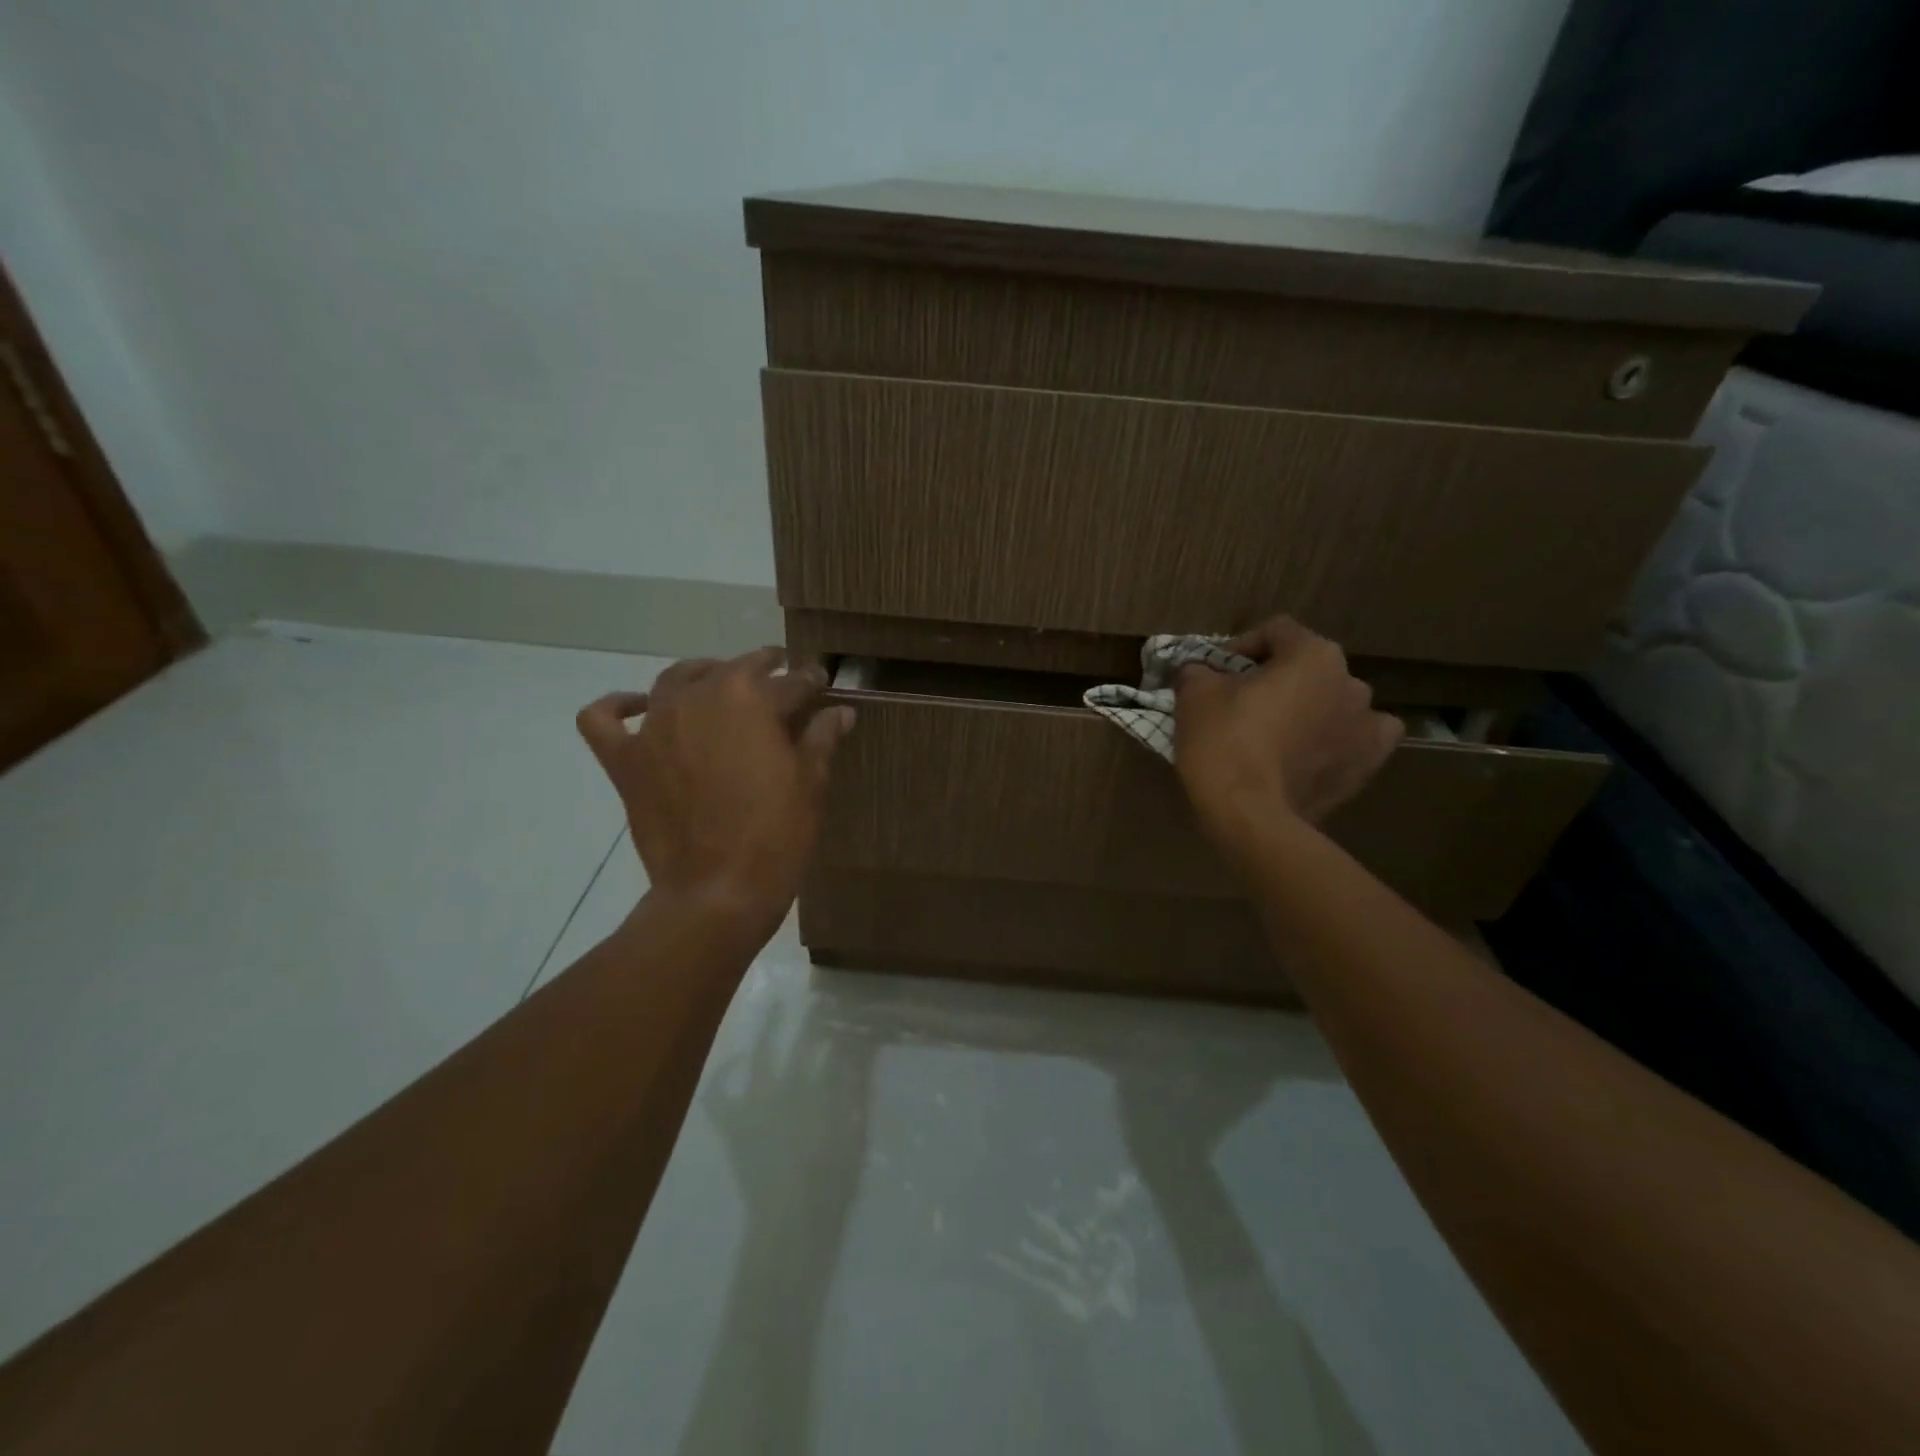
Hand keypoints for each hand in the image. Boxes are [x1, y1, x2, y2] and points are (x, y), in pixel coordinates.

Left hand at [575, 648, 854, 936]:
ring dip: (701, 675)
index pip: (790, 681)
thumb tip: (841, 711)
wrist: (717, 892)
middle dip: (761, 669)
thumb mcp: (811, 783)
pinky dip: (618, 705)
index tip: (822, 683)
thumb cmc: (776, 835)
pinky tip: (639, 706)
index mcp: (750, 699)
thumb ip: (822, 737)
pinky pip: (604, 718)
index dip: (811, 682)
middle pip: (733, 671)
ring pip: (674, 679)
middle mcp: (699, 699)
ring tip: (719, 684)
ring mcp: (654, 727)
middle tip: (780, 679)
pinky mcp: (625, 760)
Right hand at [1173, 618, 1401, 856]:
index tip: (1217, 673)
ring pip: (1333, 702)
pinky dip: (1338, 739)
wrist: (1250, 814)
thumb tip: (1200, 672)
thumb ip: (1199, 671)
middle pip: (1307, 668)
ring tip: (1275, 733)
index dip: (1241, 647)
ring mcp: (1368, 724)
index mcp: (1314, 654)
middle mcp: (1352, 681)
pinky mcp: (1369, 764)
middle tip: (1242, 703)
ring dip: (1307, 708)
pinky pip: (1356, 738)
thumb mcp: (1194, 694)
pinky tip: (1314, 751)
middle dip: (1276, 679)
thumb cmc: (1223, 742)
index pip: (1275, 632)